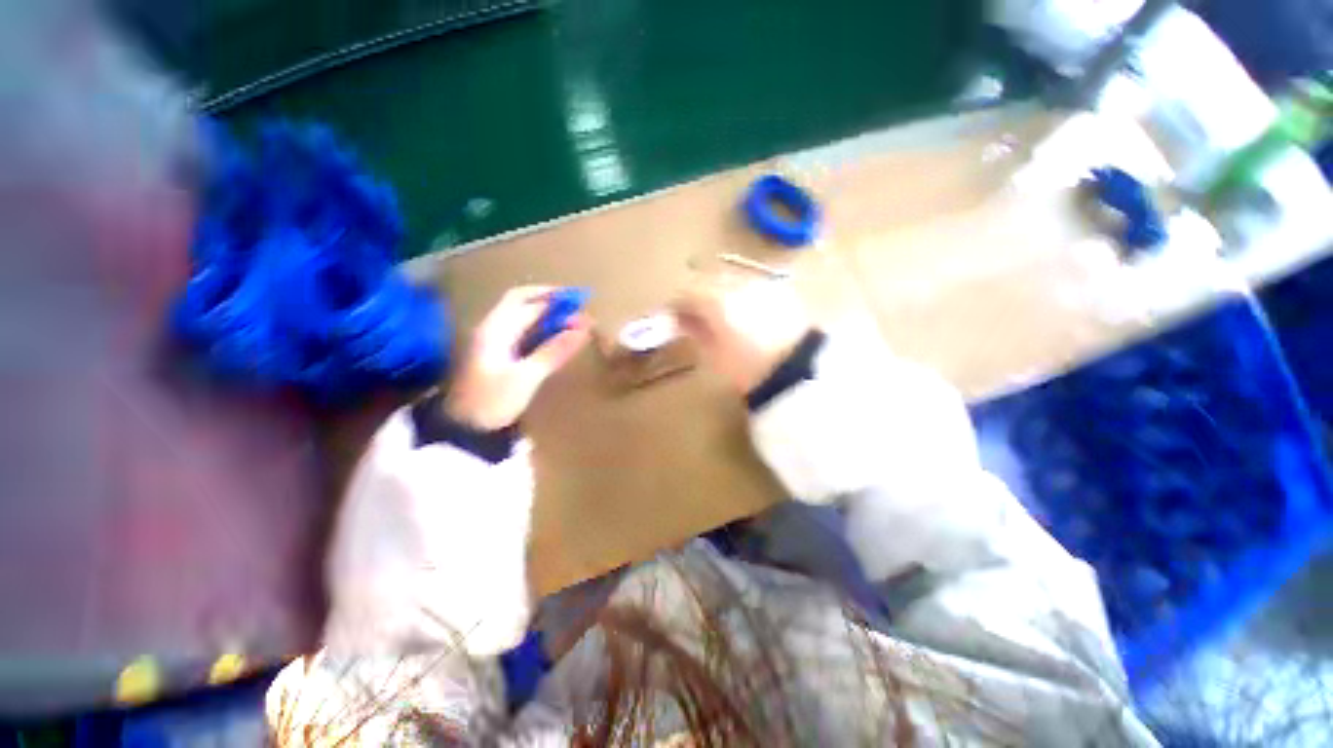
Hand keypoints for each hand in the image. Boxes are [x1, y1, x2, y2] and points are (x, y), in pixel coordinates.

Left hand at [446, 286, 591, 429]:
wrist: (465, 429)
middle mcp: (494, 329)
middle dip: (551, 303)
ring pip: (524, 320)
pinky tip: (557, 338)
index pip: (527, 301)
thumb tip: (582, 329)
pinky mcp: (500, 356)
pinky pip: (524, 335)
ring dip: (549, 317)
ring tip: (574, 323)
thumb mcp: (527, 376)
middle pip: (523, 305)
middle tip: (577, 308)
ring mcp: (495, 342)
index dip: (553, 297)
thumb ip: (554, 351)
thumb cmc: (493, 401)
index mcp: (496, 330)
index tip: (579, 299)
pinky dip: (543, 331)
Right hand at [672, 279, 812, 393]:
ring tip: (721, 311)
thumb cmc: (748, 369)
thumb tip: (682, 320)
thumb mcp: (713, 355)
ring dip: (720, 290)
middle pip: (708, 279)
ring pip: (731, 277)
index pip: (688, 292)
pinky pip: (752, 283)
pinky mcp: (779, 289)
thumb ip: (695, 331)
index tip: (673, 315)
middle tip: (695, 312)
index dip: (677, 303)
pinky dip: (741, 292)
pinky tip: (746, 309)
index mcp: (717, 302)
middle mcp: (738, 285)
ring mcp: (761, 284)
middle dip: (698, 293)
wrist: (796, 370)